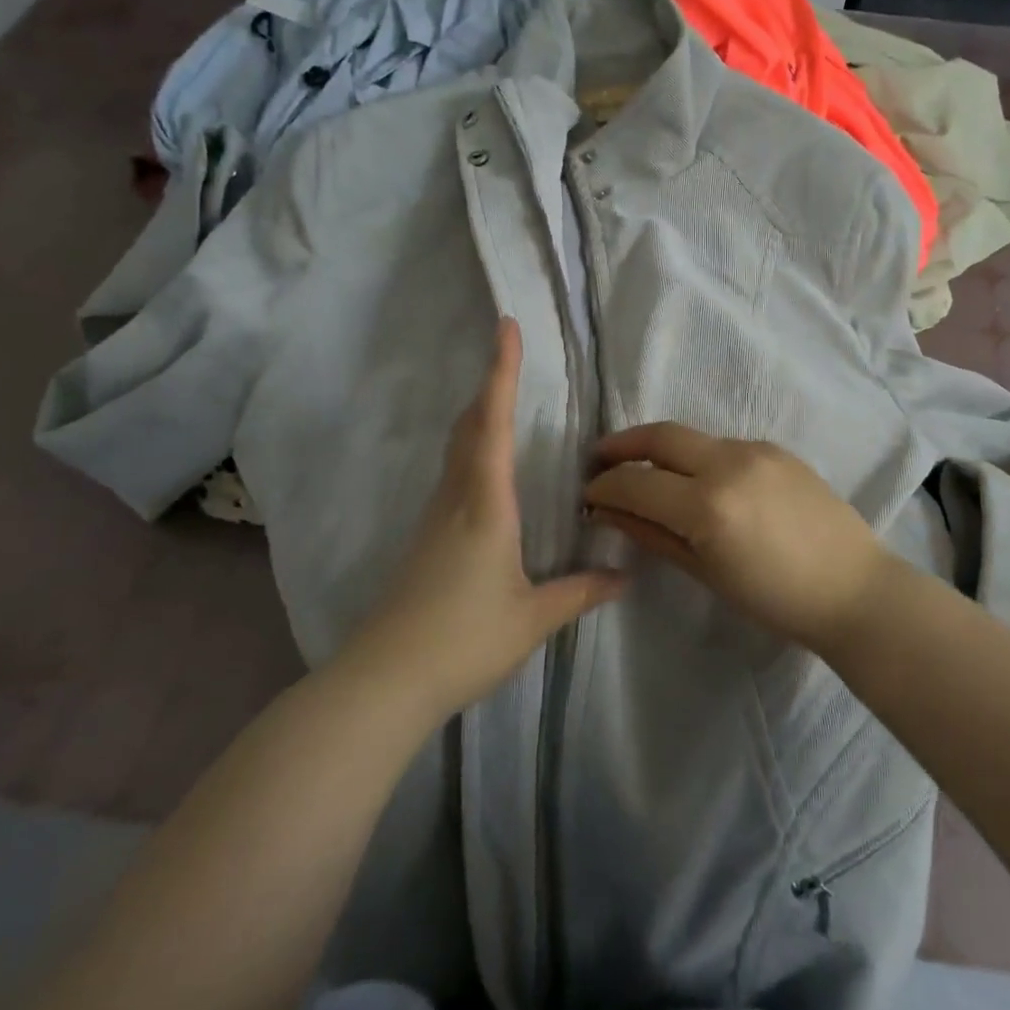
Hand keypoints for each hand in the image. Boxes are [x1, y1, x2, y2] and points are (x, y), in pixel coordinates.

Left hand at [347, 318, 626, 721]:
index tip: (505, 329)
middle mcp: (455, 500)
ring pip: (457, 450)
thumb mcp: (532, 618)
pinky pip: (453, 476)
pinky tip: (489, 472)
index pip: (493, 425)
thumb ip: (581, 592)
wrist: (384, 681)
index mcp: (484, 506)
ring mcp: (434, 520)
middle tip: (509, 356)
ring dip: (479, 416)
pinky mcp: (426, 540)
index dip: (500, 373)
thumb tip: (624, 575)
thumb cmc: (463, 641)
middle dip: (489, 386)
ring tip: (505, 402)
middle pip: (468, 427)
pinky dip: (473, 451)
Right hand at [584, 423, 891, 650]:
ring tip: (644, 473)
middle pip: (659, 437)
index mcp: (709, 505)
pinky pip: (723, 445)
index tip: (588, 495)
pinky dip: (697, 457)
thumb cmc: (776, 599)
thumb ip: (653, 534)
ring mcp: (757, 450)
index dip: (604, 487)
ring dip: (660, 450)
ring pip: (692, 438)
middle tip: (598, 461)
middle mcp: (729, 463)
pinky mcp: (777, 449)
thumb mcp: (706, 572)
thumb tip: (609, 512)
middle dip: (621, 445)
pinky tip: (696, 481)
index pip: (636, 483)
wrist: (853, 588)